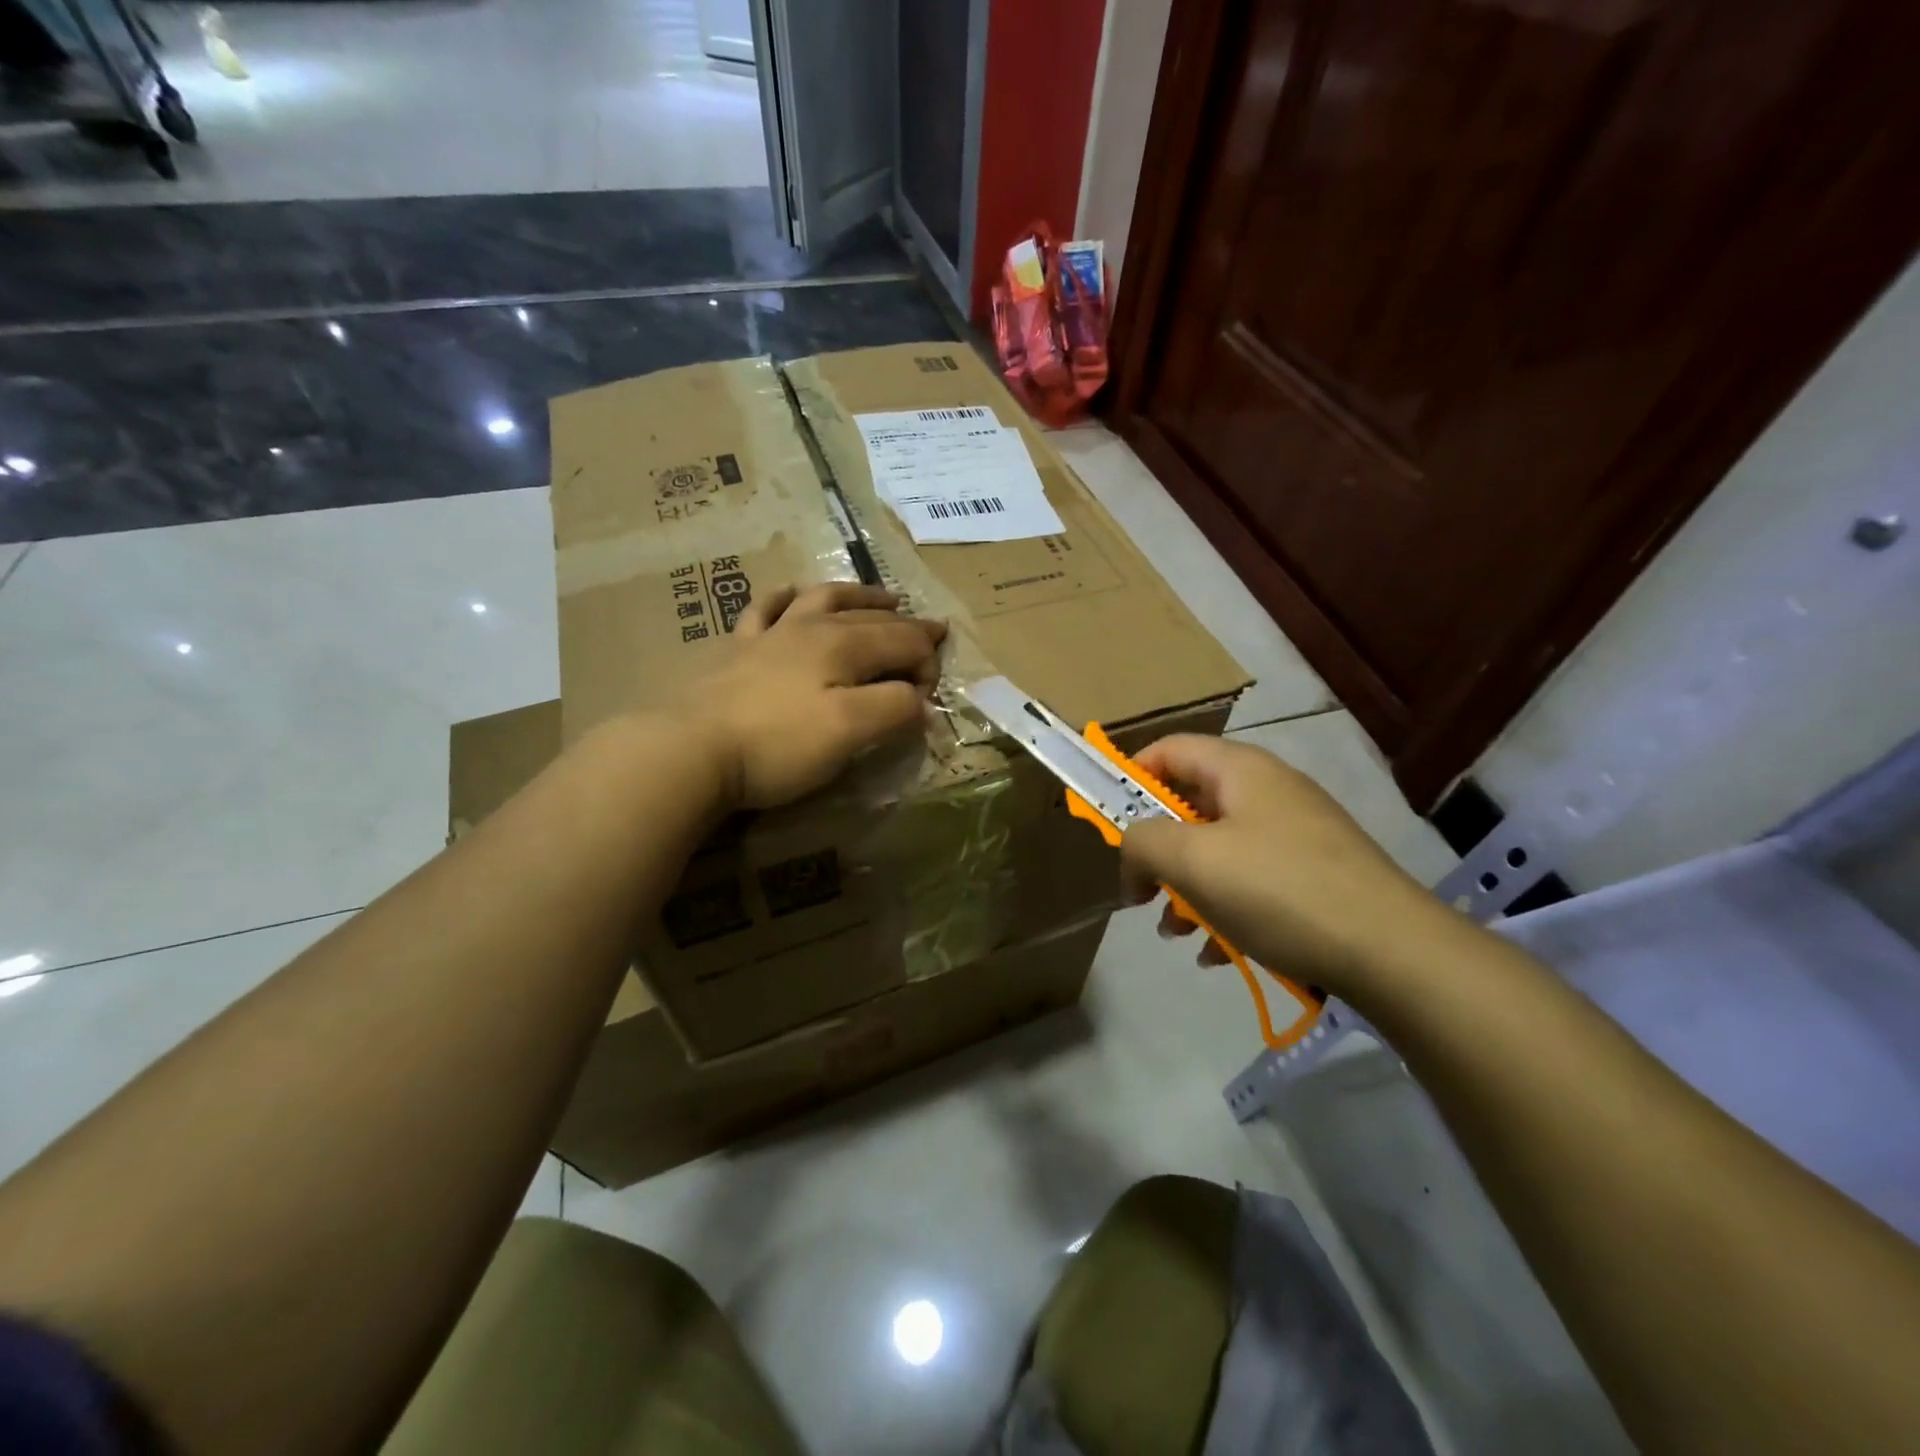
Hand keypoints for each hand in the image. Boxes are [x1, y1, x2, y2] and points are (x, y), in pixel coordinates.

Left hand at [678, 582, 946, 810]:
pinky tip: (791, 595)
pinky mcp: (737, 649)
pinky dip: (786, 598)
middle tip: (934, 632)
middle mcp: (811, 627)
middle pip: (871, 618)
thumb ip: (895, 709)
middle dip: (908, 625)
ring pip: (824, 600)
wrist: (690, 749)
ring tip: (882, 598)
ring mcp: (770, 634)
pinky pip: (765, 610)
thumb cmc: (778, 744)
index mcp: (844, 645)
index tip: (930, 701)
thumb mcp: (850, 731)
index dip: (928, 664)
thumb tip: (921, 700)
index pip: (904, 642)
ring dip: (859, 596)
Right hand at [1119, 734, 1457, 999]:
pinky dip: (1227, 911)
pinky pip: (1253, 882)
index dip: (1130, 777)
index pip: (1168, 749)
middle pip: (1191, 806)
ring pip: (1219, 850)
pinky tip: (1220, 953)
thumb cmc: (1279, 890)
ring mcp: (1297, 834)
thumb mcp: (1191, 861)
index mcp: (1239, 770)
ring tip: (1179, 932)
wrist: (1394, 952)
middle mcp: (1269, 791)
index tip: (1109, 823)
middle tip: (1143, 892)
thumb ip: (1141, 842)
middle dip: (1159, 852)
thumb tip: (1133, 854)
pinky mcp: (1317, 876)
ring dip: (1188, 889)